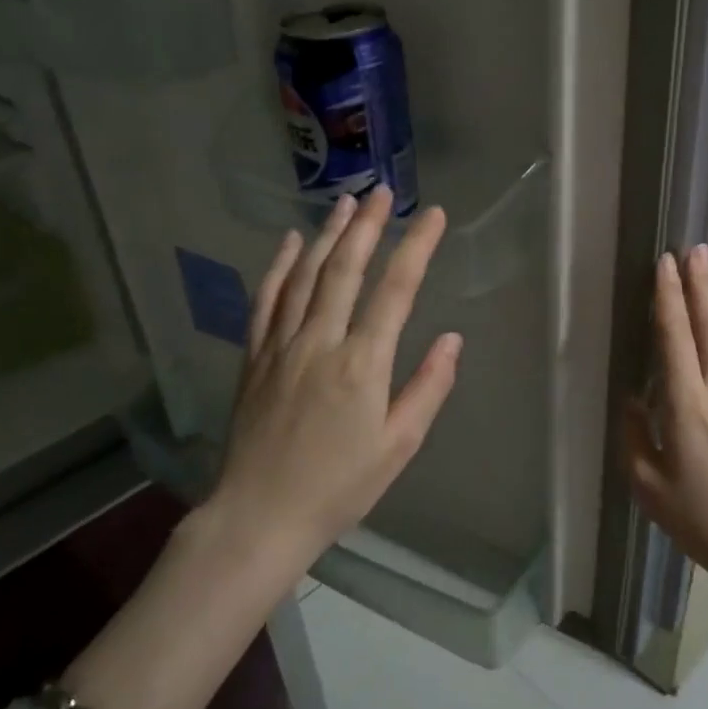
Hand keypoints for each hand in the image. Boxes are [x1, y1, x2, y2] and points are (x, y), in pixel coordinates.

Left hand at [213, 186, 462, 568]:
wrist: (259, 517)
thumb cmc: (339, 487)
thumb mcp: (398, 447)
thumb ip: (428, 388)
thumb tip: (453, 338)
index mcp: (362, 365)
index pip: (395, 291)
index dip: (416, 247)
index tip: (433, 216)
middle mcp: (320, 342)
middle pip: (345, 269)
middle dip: (368, 226)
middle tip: (384, 191)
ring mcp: (281, 346)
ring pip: (305, 275)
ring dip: (327, 234)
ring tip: (346, 203)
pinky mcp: (255, 356)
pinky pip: (266, 299)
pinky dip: (278, 266)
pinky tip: (288, 241)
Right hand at [625, 246, 707, 596]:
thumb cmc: (700, 519)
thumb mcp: (648, 483)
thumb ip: (635, 433)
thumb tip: (633, 396)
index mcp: (687, 407)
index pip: (676, 338)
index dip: (669, 298)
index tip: (665, 263)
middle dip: (699, 284)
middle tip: (693, 248)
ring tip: (705, 273)